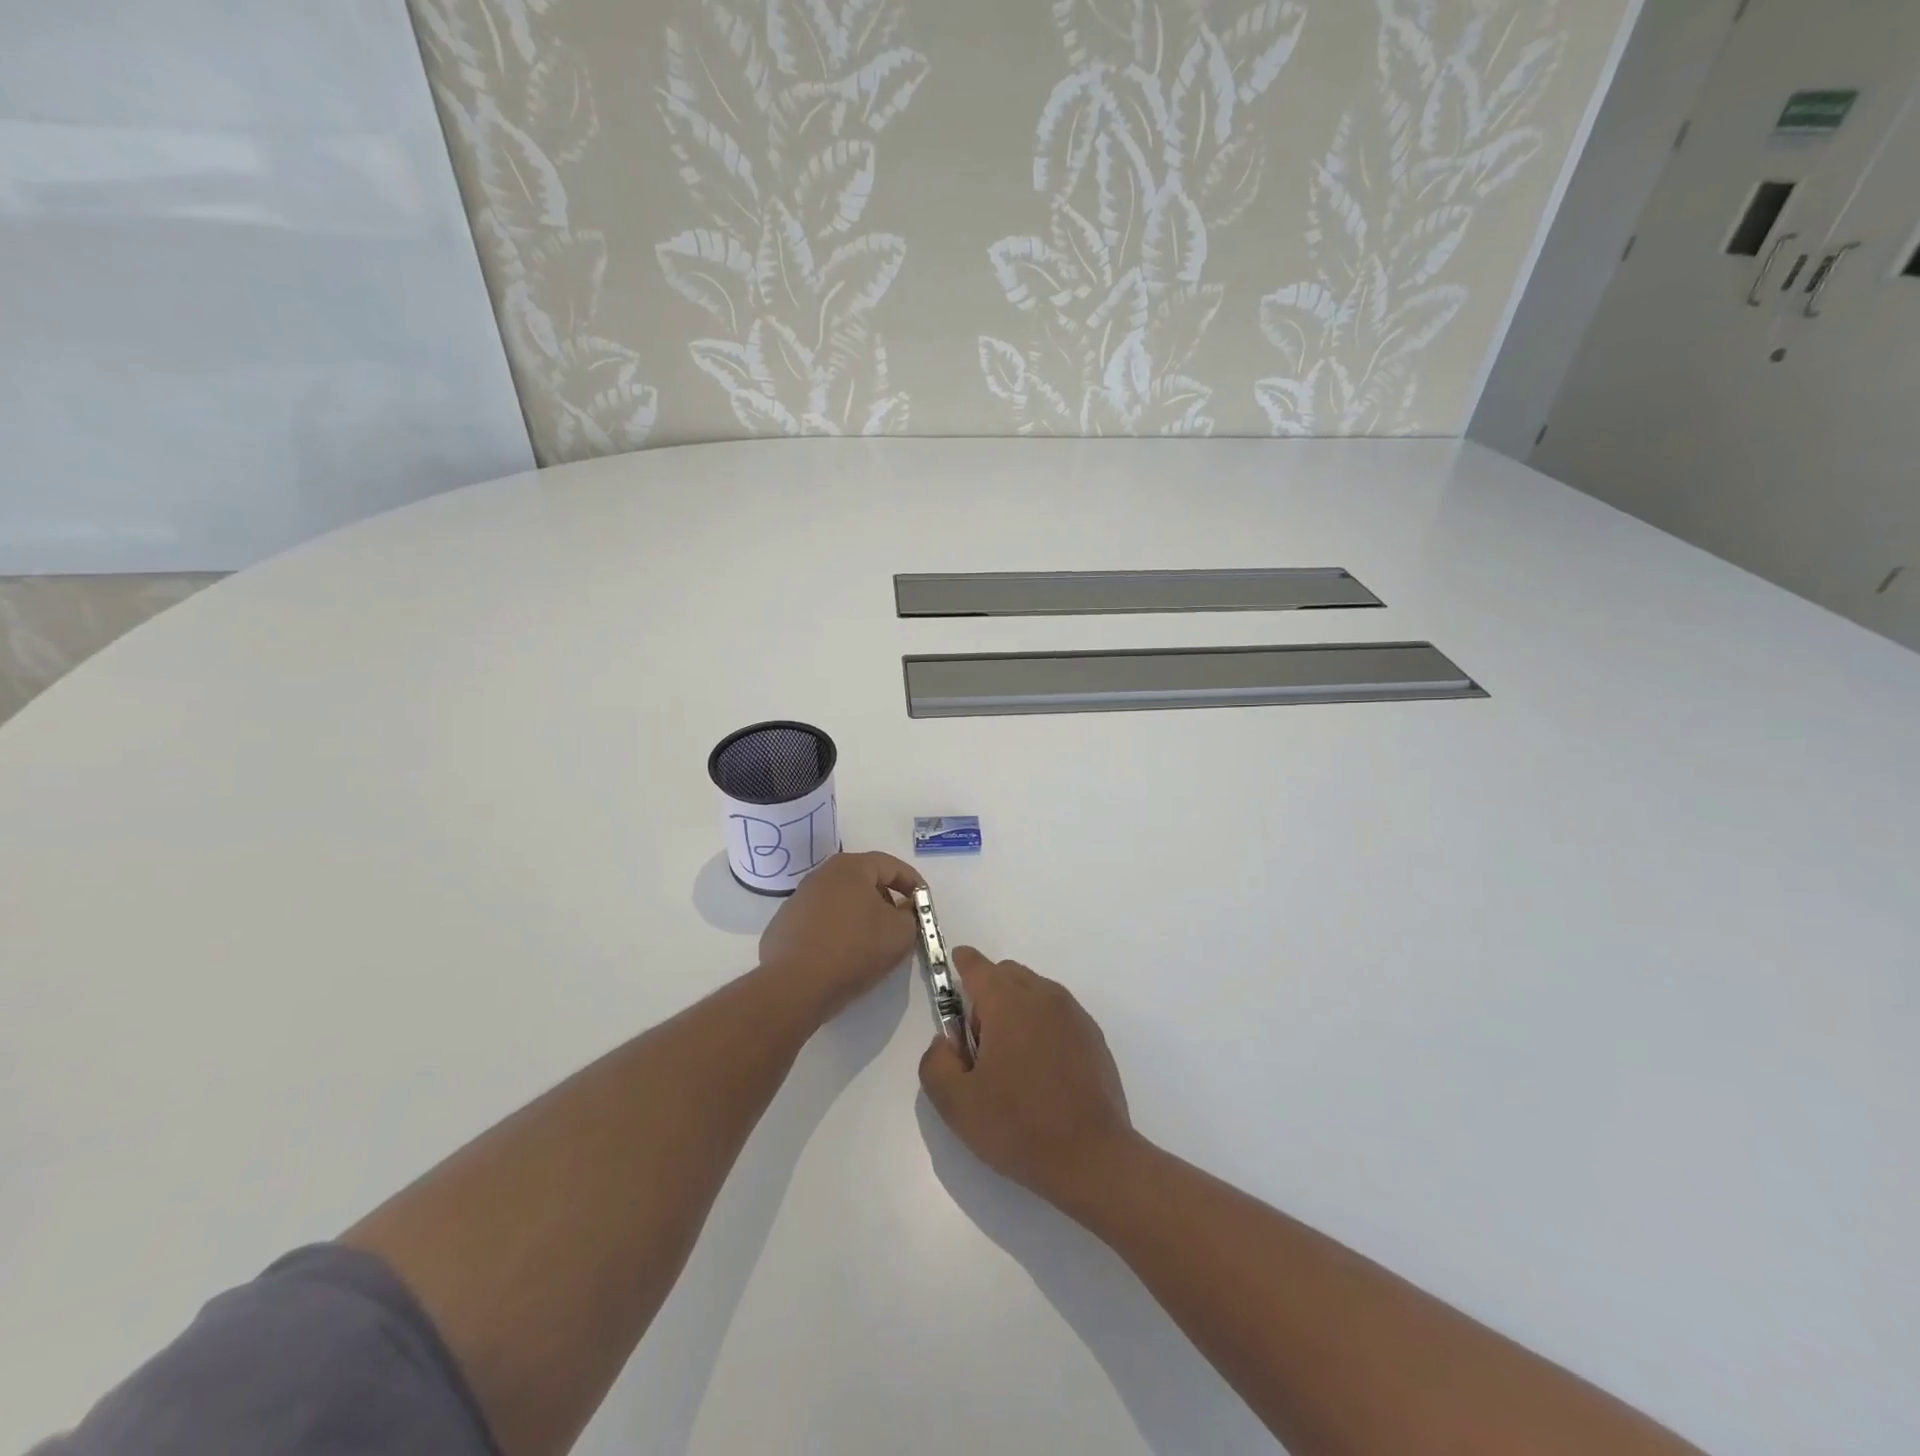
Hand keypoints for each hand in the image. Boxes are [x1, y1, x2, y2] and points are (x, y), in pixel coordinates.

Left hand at [759, 851, 922, 1015]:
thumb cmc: (855, 949)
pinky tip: (841, 955)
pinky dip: (835, 931)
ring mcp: (798, 899)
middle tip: (899, 923)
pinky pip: (820, 922)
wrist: (795, 985)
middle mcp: (821, 875)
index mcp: (851, 868)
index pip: (891, 865)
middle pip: (863, 880)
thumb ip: (911, 916)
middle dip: (886, 898)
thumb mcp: (900, 933)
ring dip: (859, 915)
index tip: (924, 904)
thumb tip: (903, 910)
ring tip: (871, 943)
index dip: (913, 883)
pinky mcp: (784, 925)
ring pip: (840, 901)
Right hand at [919, 948, 1136, 1211]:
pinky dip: (1042, 1025)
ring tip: (1012, 1062)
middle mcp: (1042, 995)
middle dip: (987, 994)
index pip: (977, 966)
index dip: (961, 964)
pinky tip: (1041, 1071)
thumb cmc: (1019, 1127)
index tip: (953, 970)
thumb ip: (936, 1061)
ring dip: (1016, 1009)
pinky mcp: (1093, 1035)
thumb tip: (948, 1042)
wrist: (1093, 1158)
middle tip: (980, 1044)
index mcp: (1007, 1002)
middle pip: (1006, 974)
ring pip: (1034, 992)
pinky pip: (1057, 1013)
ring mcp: (1073, 1014)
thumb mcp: (956, 1103)